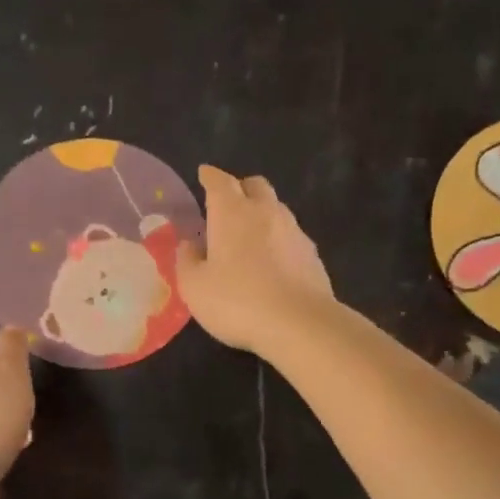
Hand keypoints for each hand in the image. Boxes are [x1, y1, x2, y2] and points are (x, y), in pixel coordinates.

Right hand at [177, 166, 334, 357]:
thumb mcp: (195, 287)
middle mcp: (265, 212)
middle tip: (227, 204)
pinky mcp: (312, 254)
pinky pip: (291, 234)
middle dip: (240, 188)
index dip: (210, 176)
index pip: (219, 181)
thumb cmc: (237, 301)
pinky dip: (278, 238)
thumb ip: (187, 261)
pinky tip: (272, 261)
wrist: (300, 324)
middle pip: (255, 185)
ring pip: (276, 208)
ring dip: (261, 213)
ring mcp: (294, 231)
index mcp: (232, 212)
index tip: (204, 174)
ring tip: (249, 234)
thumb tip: (189, 244)